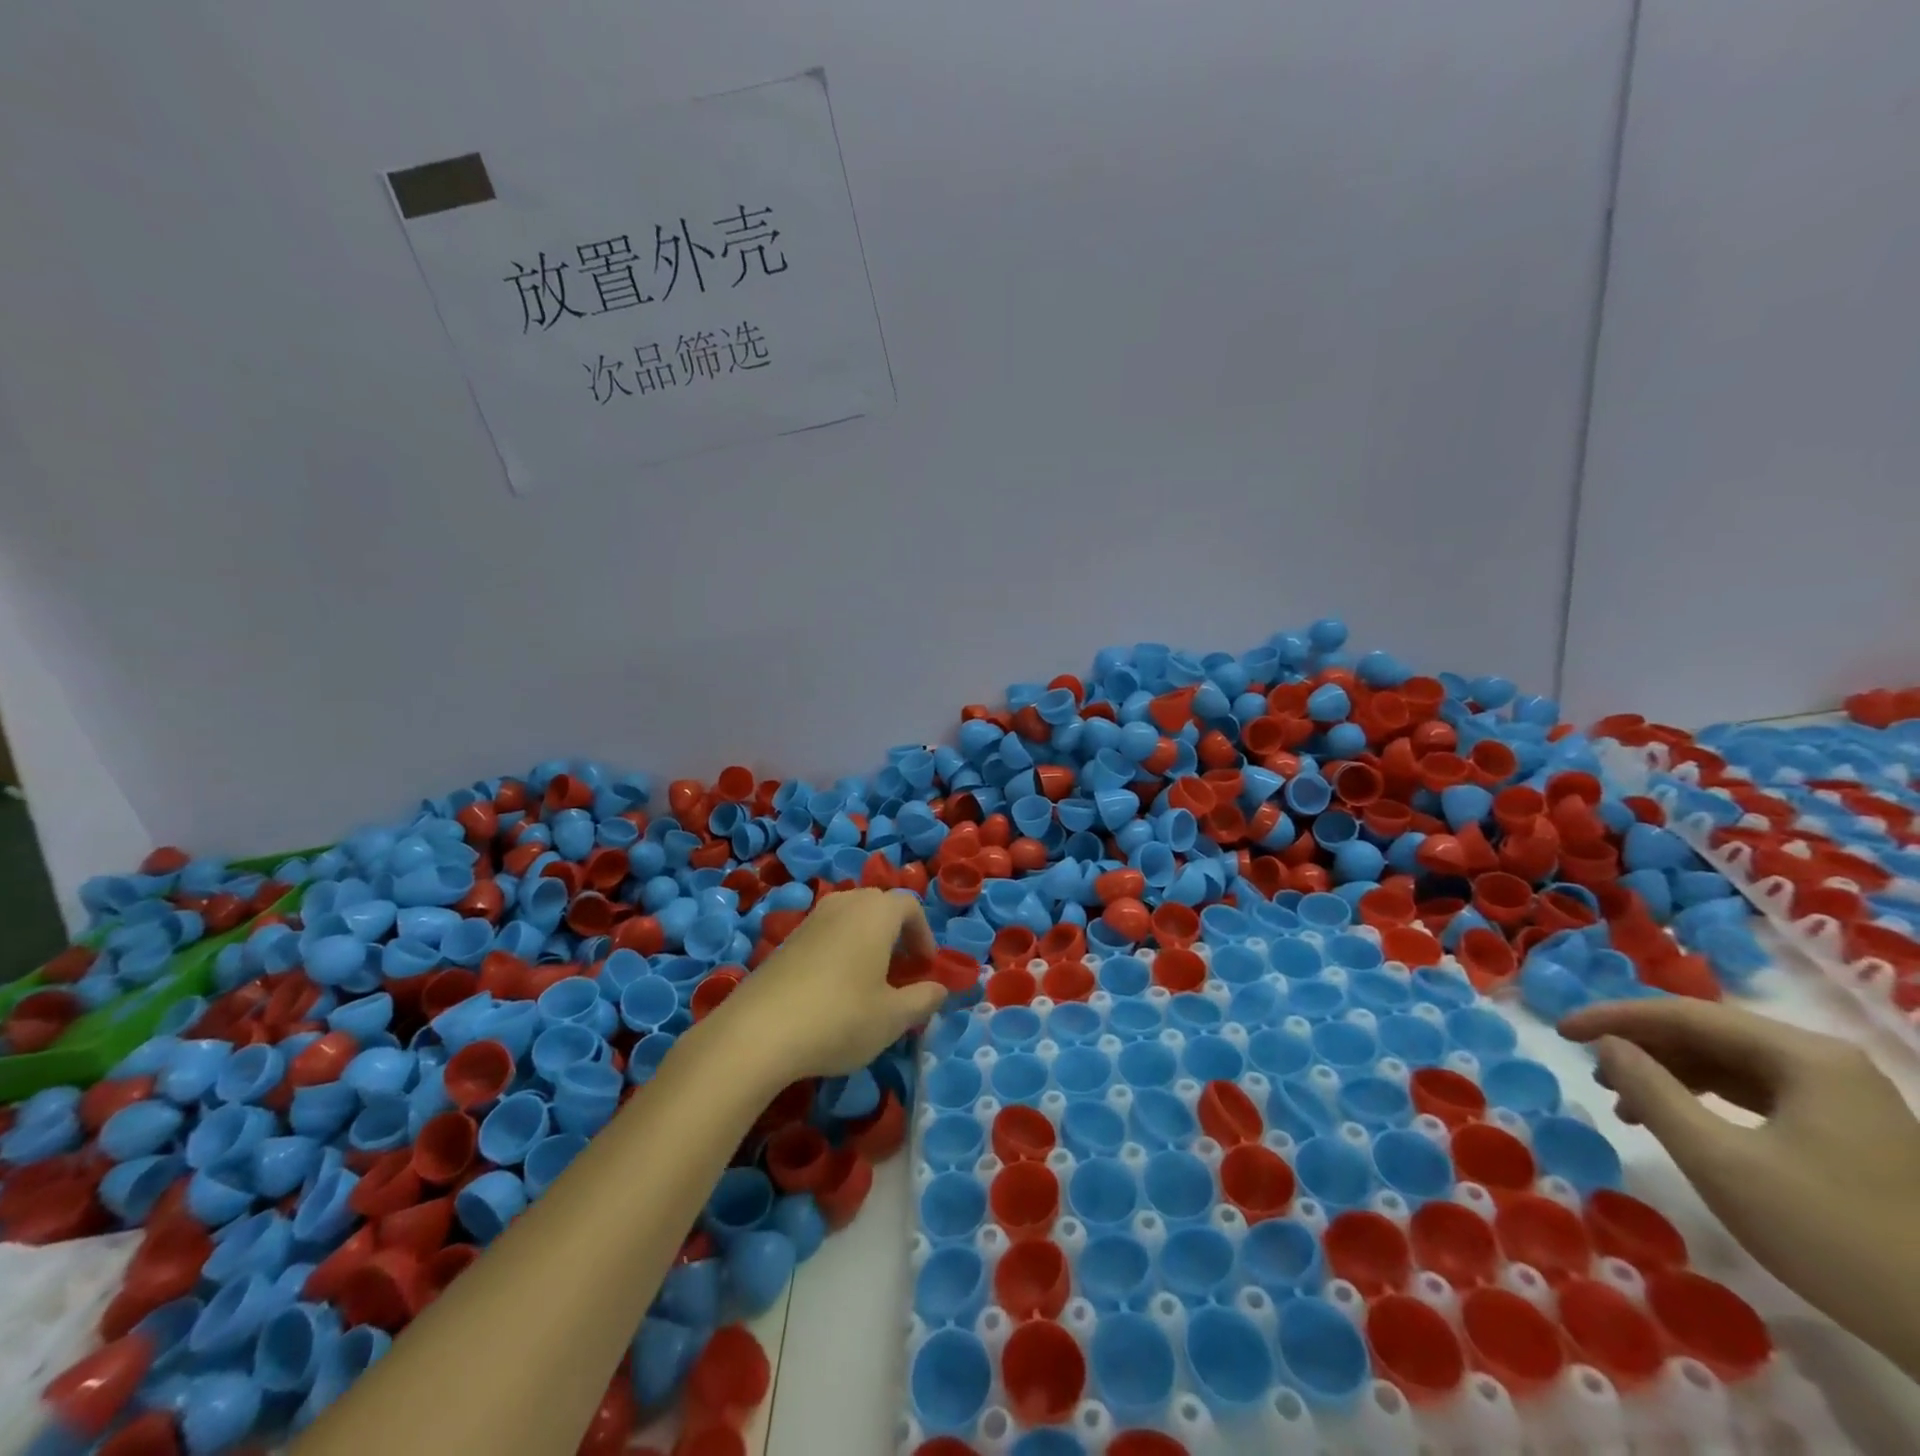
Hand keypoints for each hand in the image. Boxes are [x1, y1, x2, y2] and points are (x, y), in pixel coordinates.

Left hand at [715, 888, 948, 1081]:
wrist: (757, 1032)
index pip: (909, 906)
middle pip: (878, 906)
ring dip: (866, 941)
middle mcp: (843, 905)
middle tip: (901, 971)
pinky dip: (839, 950)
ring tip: (868, 981)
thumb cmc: (840, 1018)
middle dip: (895, 934)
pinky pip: (825, 934)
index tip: (925, 967)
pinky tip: (833, 991)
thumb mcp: (893, 1018)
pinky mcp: (785, 941)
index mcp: (875, 913)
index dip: (923, 934)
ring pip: (849, 918)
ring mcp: (810, 920)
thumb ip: (923, 1000)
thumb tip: (939, 989)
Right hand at [1560, 998, 1919, 1377]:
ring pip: (1730, 1064)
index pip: (1684, 1014)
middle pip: (1709, 1034)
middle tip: (1589, 1069)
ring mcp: (1845, 1098)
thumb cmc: (1830, 1234)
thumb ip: (1651, 1091)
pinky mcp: (1851, 1132)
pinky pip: (1757, 1093)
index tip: (1560, 1031)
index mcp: (1804, 1056)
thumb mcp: (1719, 1160)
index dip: (1613, 1018)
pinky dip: (1705, 1099)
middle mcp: (1827, 1063)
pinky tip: (1677, 1122)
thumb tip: (1607, 1045)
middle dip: (1641, 1047)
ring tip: (1624, 1102)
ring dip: (1669, 1074)